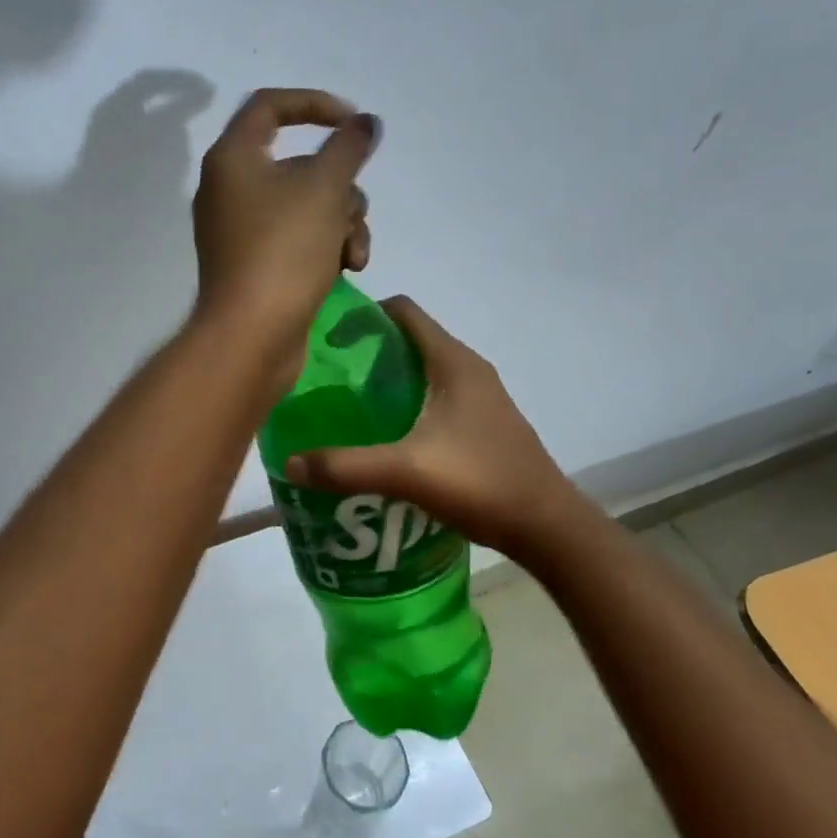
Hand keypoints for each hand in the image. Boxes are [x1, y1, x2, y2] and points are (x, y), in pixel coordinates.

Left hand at [192, 88, 378, 373]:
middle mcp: (231, 189)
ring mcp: (243, 230)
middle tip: (353, 210)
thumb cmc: (284, 251)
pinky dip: (325, 246)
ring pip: (308, 205)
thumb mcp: (325, 188)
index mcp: (233, 158)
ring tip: (353, 254)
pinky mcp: (258, 264)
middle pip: (301, 164)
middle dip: (341, 186)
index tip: (354, 124)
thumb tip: (363, 124)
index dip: (316, 104)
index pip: (270, 106)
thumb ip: (348, 147)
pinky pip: (299, 238)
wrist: (253, 335)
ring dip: (343, 222)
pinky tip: (346, 269)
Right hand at [284, 297, 574, 562]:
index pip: (403, 311)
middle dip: (367, 351)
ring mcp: (480, 396)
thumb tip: (290, 463)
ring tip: (348, 407)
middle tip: (327, 378)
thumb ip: (345, 466)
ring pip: (423, 370)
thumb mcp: (405, 472)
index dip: (363, 315)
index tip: (327, 339)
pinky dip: (407, 403)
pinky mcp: (483, 423)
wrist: (546, 526)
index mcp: (453, 362)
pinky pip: (436, 396)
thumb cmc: (480, 482)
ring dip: (387, 379)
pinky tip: (386, 437)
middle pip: (410, 339)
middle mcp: (468, 369)